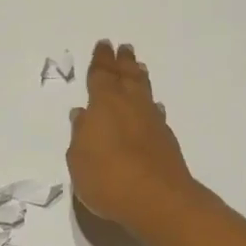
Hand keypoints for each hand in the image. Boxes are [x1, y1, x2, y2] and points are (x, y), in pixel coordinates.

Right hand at [67, 41, 199, 241]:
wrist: (158, 200)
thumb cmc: (107, 178)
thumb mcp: (79, 159)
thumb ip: (80, 135)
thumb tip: (82, 114)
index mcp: (104, 104)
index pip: (100, 75)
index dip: (101, 60)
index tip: (103, 45)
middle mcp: (130, 105)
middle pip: (126, 76)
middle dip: (122, 61)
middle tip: (123, 48)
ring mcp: (151, 121)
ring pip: (144, 90)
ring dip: (139, 77)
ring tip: (137, 67)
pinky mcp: (166, 139)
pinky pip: (155, 111)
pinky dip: (151, 104)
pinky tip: (153, 107)